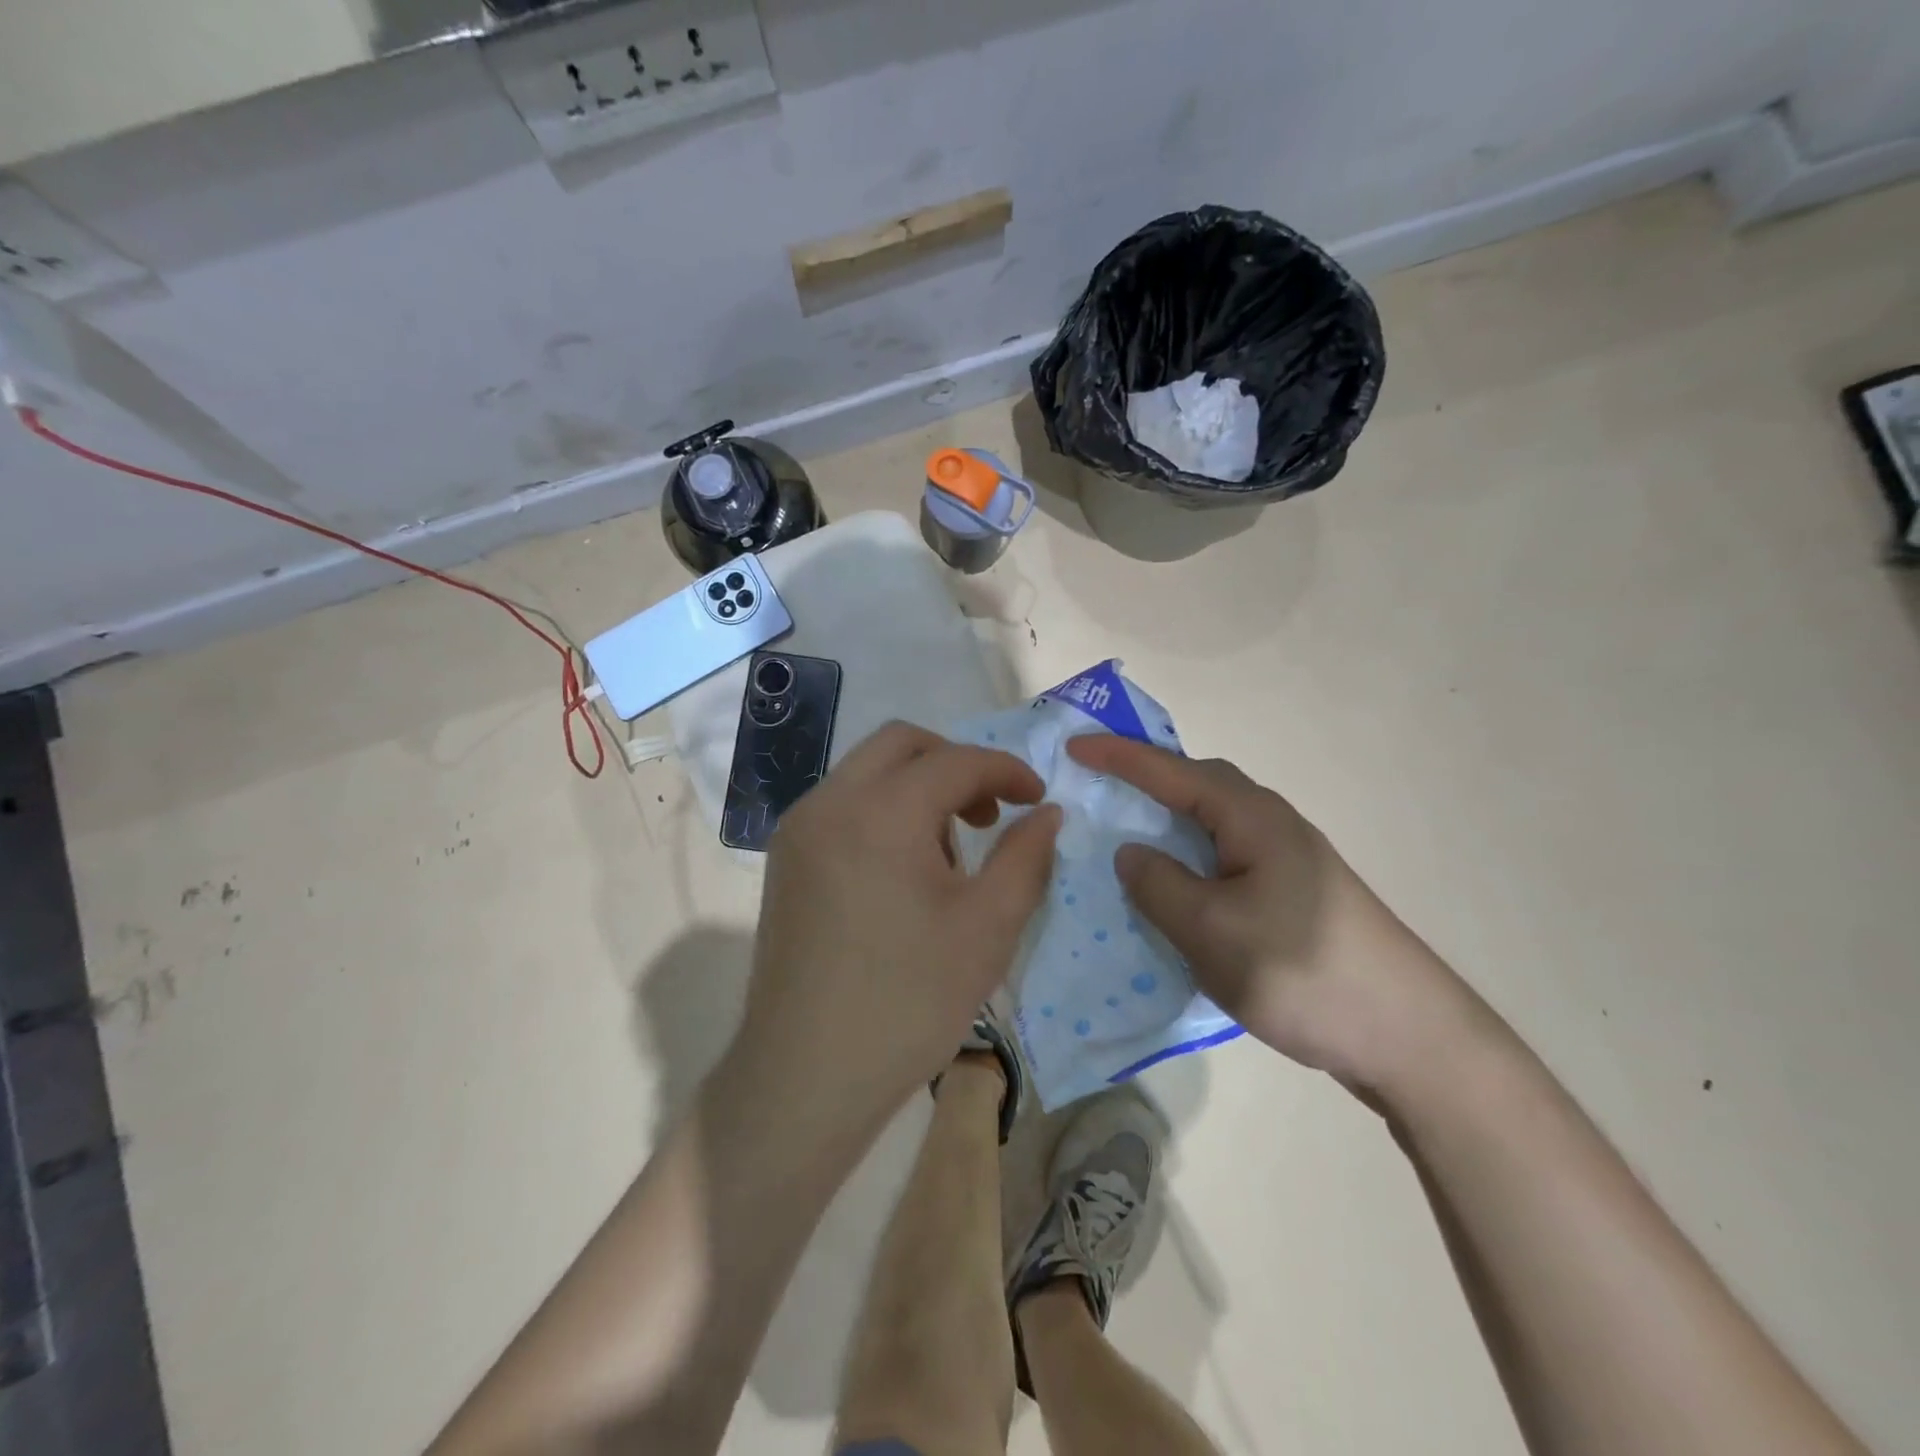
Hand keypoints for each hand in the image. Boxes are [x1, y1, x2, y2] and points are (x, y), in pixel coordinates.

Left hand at [740, 722, 1061, 1123]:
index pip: (955, 761)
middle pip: (901, 744)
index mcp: (880, 811)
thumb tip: (1047, 814)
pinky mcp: (785, 859)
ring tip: (949, 851)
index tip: (1038, 800)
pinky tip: (903, 870)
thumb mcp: (987, 928)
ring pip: (867, 771)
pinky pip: (843, 805)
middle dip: (956, 763)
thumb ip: (1025, 857)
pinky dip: (883, 809)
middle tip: (990, 811)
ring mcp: (798, 830)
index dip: (1006, 771)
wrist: (805, 1077)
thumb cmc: (907, 1002)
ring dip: (917, 786)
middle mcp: (829, 802)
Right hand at [1067, 735, 1476, 1092]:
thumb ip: (1159, 883)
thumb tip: (1130, 852)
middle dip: (1147, 778)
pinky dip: (1189, 857)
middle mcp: (1272, 825)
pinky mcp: (1293, 895)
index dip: (1119, 757)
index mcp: (1252, 818)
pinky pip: (1225, 857)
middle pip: (1199, 786)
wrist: (1408, 1036)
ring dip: (1169, 819)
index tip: (1073, 747)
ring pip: (1213, 824)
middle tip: (1099, 782)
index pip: (1173, 773)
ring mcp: (1288, 861)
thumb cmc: (1301, 970)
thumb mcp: (1210, 929)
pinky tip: (1176, 886)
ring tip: (1127, 830)